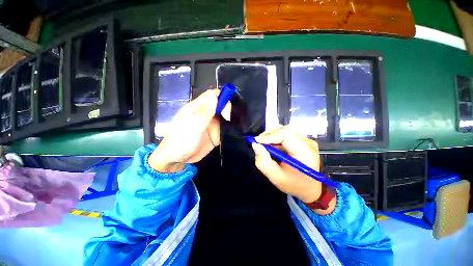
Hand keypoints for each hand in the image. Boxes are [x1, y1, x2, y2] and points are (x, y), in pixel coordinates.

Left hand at [148, 89, 229, 172]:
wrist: (177, 160)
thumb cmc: (181, 142)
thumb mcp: (192, 127)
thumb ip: (204, 113)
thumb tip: (214, 94)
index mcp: (198, 108)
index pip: (213, 95)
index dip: (222, 97)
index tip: (226, 109)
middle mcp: (206, 113)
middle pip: (221, 104)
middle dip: (228, 109)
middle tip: (229, 120)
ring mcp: (212, 123)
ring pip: (225, 115)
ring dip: (231, 118)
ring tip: (235, 125)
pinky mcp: (215, 132)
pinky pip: (225, 126)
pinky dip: (231, 127)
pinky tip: (234, 131)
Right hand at [251, 126, 326, 207]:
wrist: (309, 187)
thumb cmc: (293, 185)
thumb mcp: (276, 178)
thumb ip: (264, 162)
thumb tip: (255, 145)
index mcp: (305, 153)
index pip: (286, 135)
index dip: (270, 136)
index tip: (257, 142)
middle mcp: (308, 143)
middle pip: (285, 130)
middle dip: (269, 135)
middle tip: (258, 143)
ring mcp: (307, 140)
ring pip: (285, 130)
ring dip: (272, 135)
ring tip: (264, 144)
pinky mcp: (303, 140)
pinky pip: (287, 134)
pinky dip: (276, 137)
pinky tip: (272, 145)